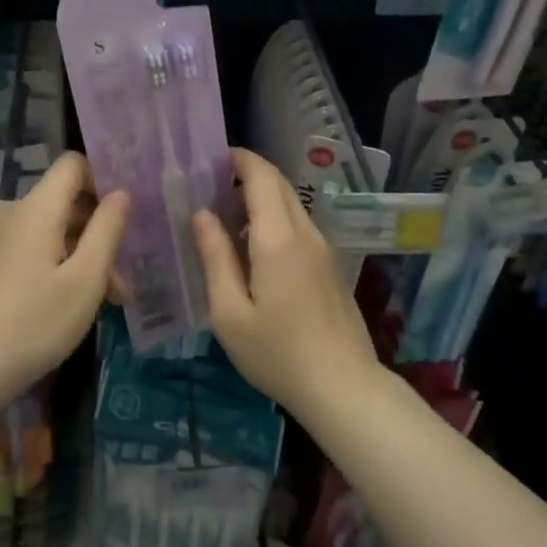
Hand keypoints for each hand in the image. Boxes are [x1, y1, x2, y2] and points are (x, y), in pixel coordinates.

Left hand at [0, 152, 128, 403]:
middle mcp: (18, 214)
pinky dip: (67, 263)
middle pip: (68, 199)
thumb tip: (121, 193)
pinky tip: (84, 300)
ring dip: (89, 252)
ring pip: (58, 228)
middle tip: (127, 267)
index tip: (127, 210)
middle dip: (102, 226)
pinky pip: (42, 247)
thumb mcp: (86, 278)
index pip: (73, 164)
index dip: (103, 178)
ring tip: (114, 296)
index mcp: (38, 208)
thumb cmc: (37, 320)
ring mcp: (6, 239)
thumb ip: (107, 229)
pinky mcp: (1, 263)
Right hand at [190, 148, 380, 418]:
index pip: (262, 176)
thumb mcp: (230, 312)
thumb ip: (214, 257)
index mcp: (278, 238)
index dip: (238, 159)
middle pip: (279, 185)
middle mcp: (305, 233)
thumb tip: (201, 213)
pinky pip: (298, 227)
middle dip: (246, 175)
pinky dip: (273, 222)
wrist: (344, 388)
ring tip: (223, 219)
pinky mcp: (329, 267)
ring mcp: (323, 249)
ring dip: (259, 200)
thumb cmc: (278, 353)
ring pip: (290, 206)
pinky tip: (251, 251)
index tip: (210, 158)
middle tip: (210, 186)